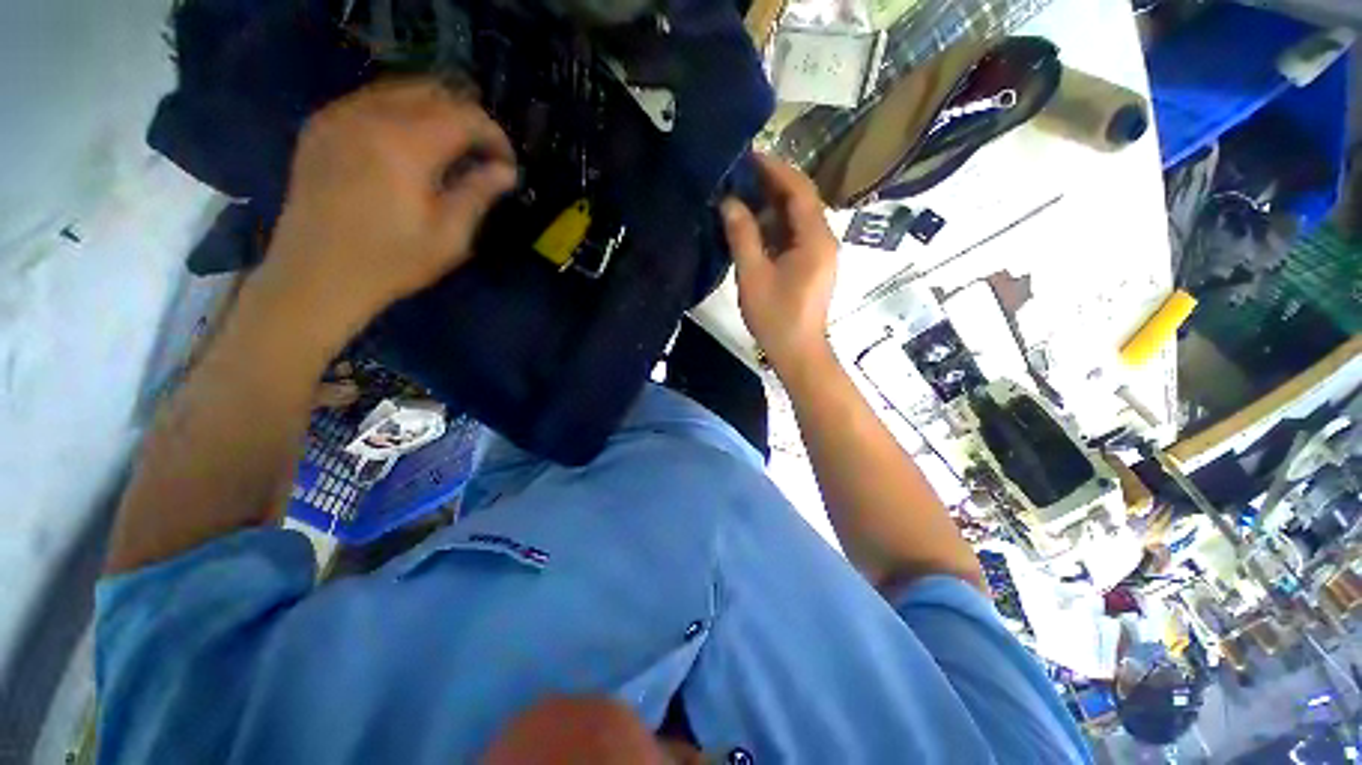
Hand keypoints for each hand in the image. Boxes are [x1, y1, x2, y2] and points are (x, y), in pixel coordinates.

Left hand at [258, 78, 517, 335]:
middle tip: (483, 153)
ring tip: (452, 147)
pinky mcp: (321, 126)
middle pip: (433, 92)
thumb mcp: (449, 236)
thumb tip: (506, 171)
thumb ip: (478, 194)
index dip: (494, 135)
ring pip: (401, 90)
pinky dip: (401, 113)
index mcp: (405, 145)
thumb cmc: (391, 262)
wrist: (316, 275)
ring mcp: (339, 116)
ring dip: (435, 112)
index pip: (464, 116)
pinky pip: (370, 100)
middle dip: (467, 118)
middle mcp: (369, 115)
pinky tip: (410, 143)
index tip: (507, 164)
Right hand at [721, 154, 837, 373]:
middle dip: (771, 185)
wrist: (797, 352)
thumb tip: (728, 202)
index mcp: (815, 238)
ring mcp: (819, 254)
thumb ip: (742, 235)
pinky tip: (751, 226)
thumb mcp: (753, 275)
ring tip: (740, 196)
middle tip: (738, 175)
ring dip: (770, 206)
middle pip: (800, 201)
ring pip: (796, 219)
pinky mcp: (811, 266)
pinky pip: (793, 236)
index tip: (748, 157)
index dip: (775, 169)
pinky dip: (774, 227)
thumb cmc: (776, 317)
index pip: (799, 190)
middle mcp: (823, 239)